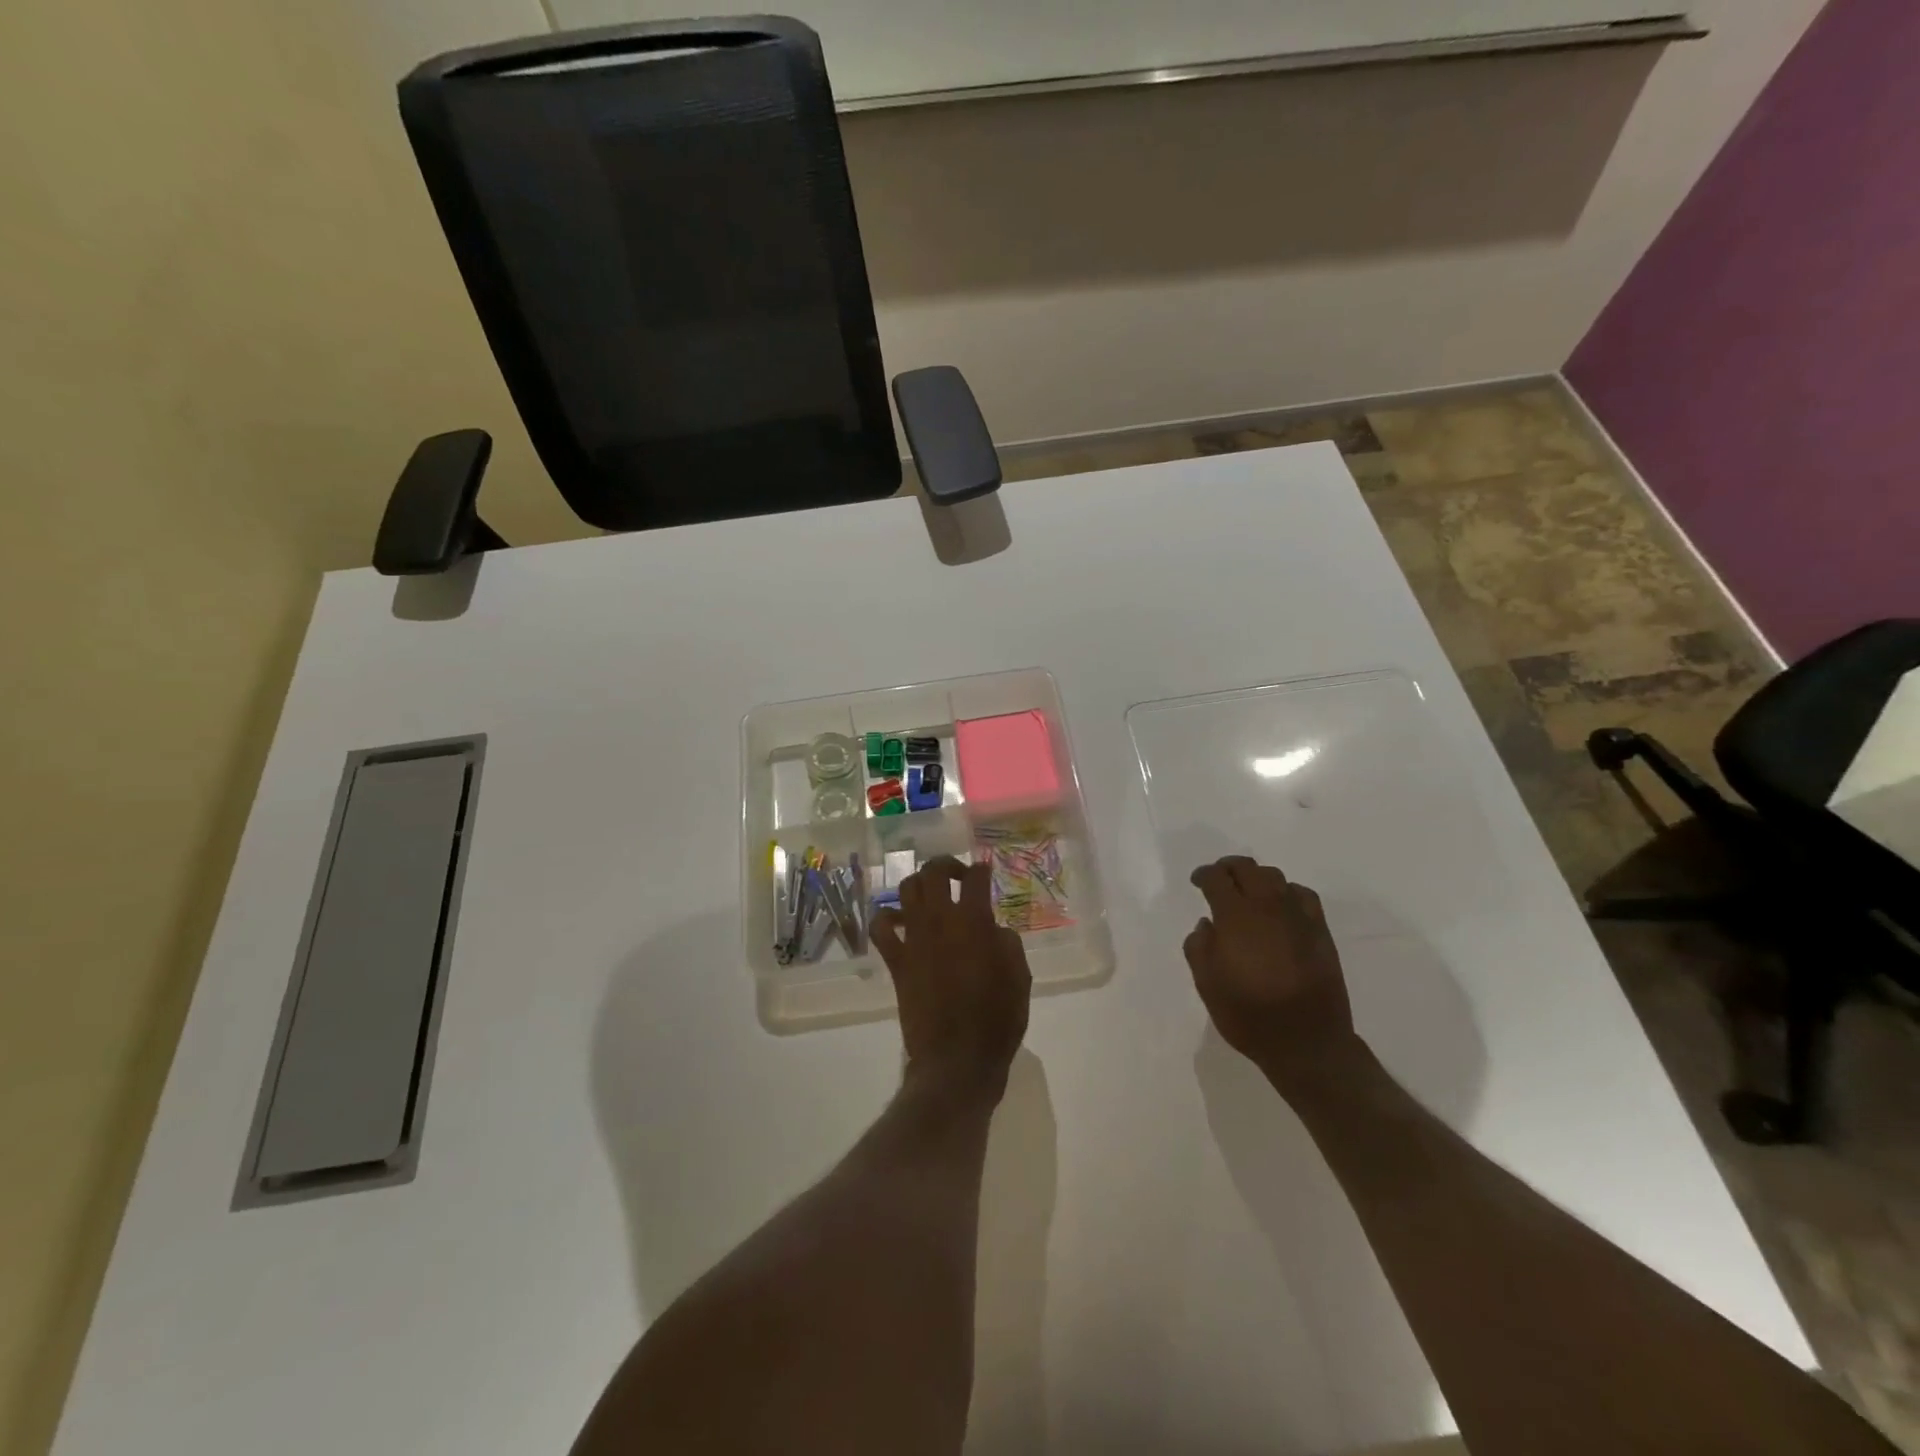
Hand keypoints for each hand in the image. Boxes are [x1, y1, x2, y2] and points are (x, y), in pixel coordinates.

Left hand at [872, 857, 1031, 1096]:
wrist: (957, 1060)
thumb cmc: (997, 1020)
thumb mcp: (1020, 978)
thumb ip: (1007, 943)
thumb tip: (994, 928)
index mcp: (974, 922)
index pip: (975, 878)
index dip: (982, 870)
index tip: (985, 872)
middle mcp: (940, 921)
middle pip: (933, 872)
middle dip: (946, 865)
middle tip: (957, 876)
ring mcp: (914, 939)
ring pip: (906, 890)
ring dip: (919, 885)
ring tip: (931, 895)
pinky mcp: (896, 961)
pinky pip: (881, 928)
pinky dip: (888, 918)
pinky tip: (900, 922)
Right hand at [1185, 856, 1358, 1086]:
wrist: (1307, 1043)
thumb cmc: (1248, 1015)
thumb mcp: (1207, 984)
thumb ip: (1199, 947)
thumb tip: (1207, 924)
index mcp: (1235, 917)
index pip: (1217, 878)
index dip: (1204, 875)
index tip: (1197, 881)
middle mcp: (1267, 906)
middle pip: (1247, 868)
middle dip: (1229, 868)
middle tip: (1219, 878)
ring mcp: (1298, 916)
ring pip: (1276, 877)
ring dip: (1257, 878)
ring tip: (1249, 892)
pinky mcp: (1320, 930)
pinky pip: (1303, 895)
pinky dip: (1287, 892)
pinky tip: (1281, 906)